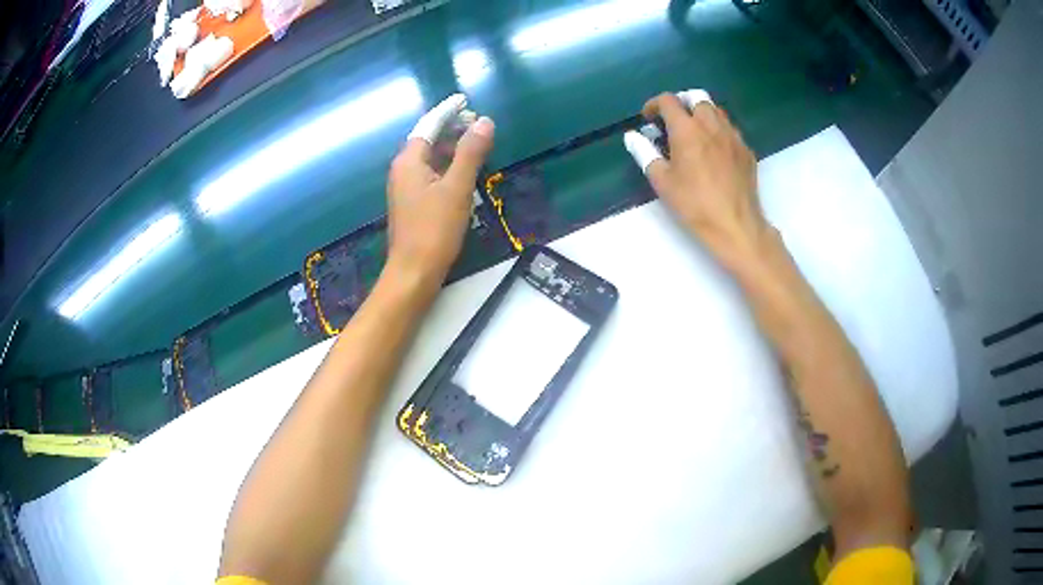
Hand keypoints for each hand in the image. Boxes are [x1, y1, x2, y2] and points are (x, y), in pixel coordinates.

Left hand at [385, 94, 494, 287]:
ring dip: (452, 148)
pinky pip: (430, 174)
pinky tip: (464, 173)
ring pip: (430, 158)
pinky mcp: (412, 203)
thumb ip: (471, 153)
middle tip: (479, 124)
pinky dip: (447, 167)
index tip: (465, 100)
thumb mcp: (457, 187)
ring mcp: (405, 187)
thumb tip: (484, 122)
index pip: (429, 125)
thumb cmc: (434, 229)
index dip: (448, 111)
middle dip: (452, 129)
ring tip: (477, 145)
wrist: (414, 272)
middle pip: (428, 140)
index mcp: (409, 161)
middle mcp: (403, 170)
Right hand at [624, 90, 769, 271]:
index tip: (649, 118)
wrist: (735, 226)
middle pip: (697, 97)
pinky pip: (730, 129)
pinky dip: (718, 130)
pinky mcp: (746, 150)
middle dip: (681, 102)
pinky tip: (714, 149)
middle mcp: (712, 126)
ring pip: (717, 110)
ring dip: (701, 113)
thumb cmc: (694, 205)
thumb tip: (632, 136)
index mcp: (687, 130)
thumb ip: (645, 153)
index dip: (654, 105)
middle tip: (673, 119)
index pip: (669, 101)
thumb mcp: (662, 182)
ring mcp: (733, 137)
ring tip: (694, 132)